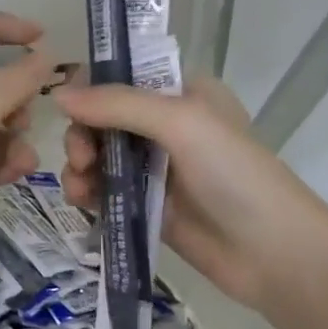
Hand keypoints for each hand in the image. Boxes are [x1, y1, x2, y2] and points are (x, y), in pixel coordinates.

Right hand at [55, 76, 313, 311]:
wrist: (269, 251)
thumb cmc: (233, 174)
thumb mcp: (180, 123)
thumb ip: (119, 105)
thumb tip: (58, 95)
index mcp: (182, 93)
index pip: (123, 77)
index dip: (91, 89)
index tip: (68, 108)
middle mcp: (167, 125)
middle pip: (103, 118)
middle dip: (83, 135)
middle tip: (82, 158)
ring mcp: (155, 168)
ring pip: (99, 156)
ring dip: (79, 166)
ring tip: (80, 187)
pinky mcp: (146, 205)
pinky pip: (104, 191)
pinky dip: (88, 193)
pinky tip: (82, 202)